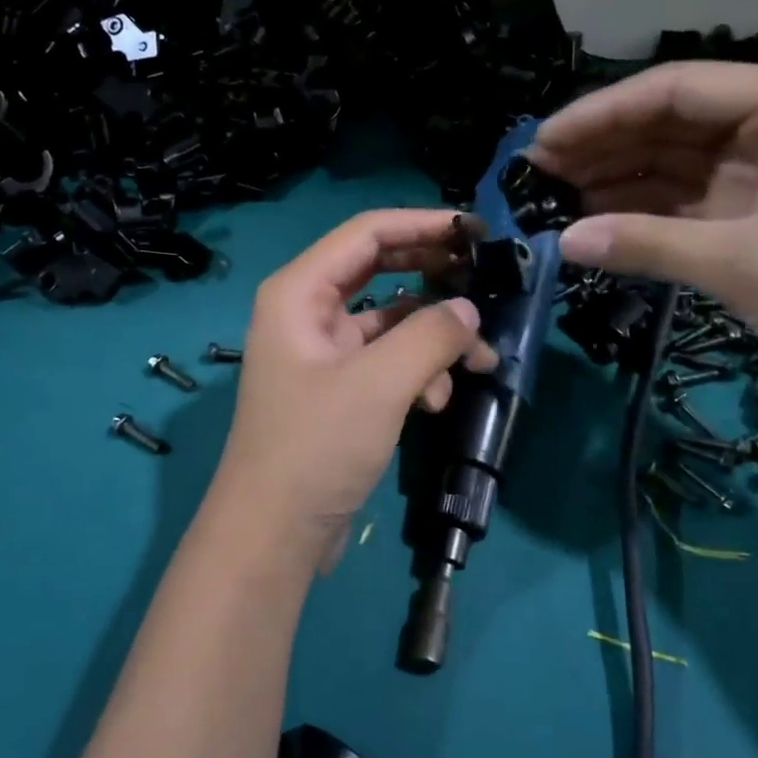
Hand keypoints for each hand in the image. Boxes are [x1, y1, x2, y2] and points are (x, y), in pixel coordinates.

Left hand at [213, 210, 497, 555]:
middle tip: (484, 278)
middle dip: (433, 276)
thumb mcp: (379, 384)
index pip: (367, 233)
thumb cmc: (316, 446)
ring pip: (390, 319)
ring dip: (434, 335)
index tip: (475, 230)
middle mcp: (307, 310)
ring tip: (478, 360)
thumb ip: (431, 336)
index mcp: (300, 291)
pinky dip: (417, 371)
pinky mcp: (339, 385)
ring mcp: (322, 349)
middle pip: (379, 268)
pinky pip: (386, 359)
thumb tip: (468, 310)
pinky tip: (438, 401)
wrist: (273, 534)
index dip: (422, 224)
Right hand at [529, 62, 757, 408]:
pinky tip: (597, 220)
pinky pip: (688, 200)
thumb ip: (649, 244)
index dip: (601, 114)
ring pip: (674, 161)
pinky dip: (644, 210)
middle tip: (537, 171)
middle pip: (670, 122)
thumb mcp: (749, 264)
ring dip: (617, 177)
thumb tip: (563, 241)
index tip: (543, 141)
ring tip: (554, 194)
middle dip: (603, 145)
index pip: (676, 90)